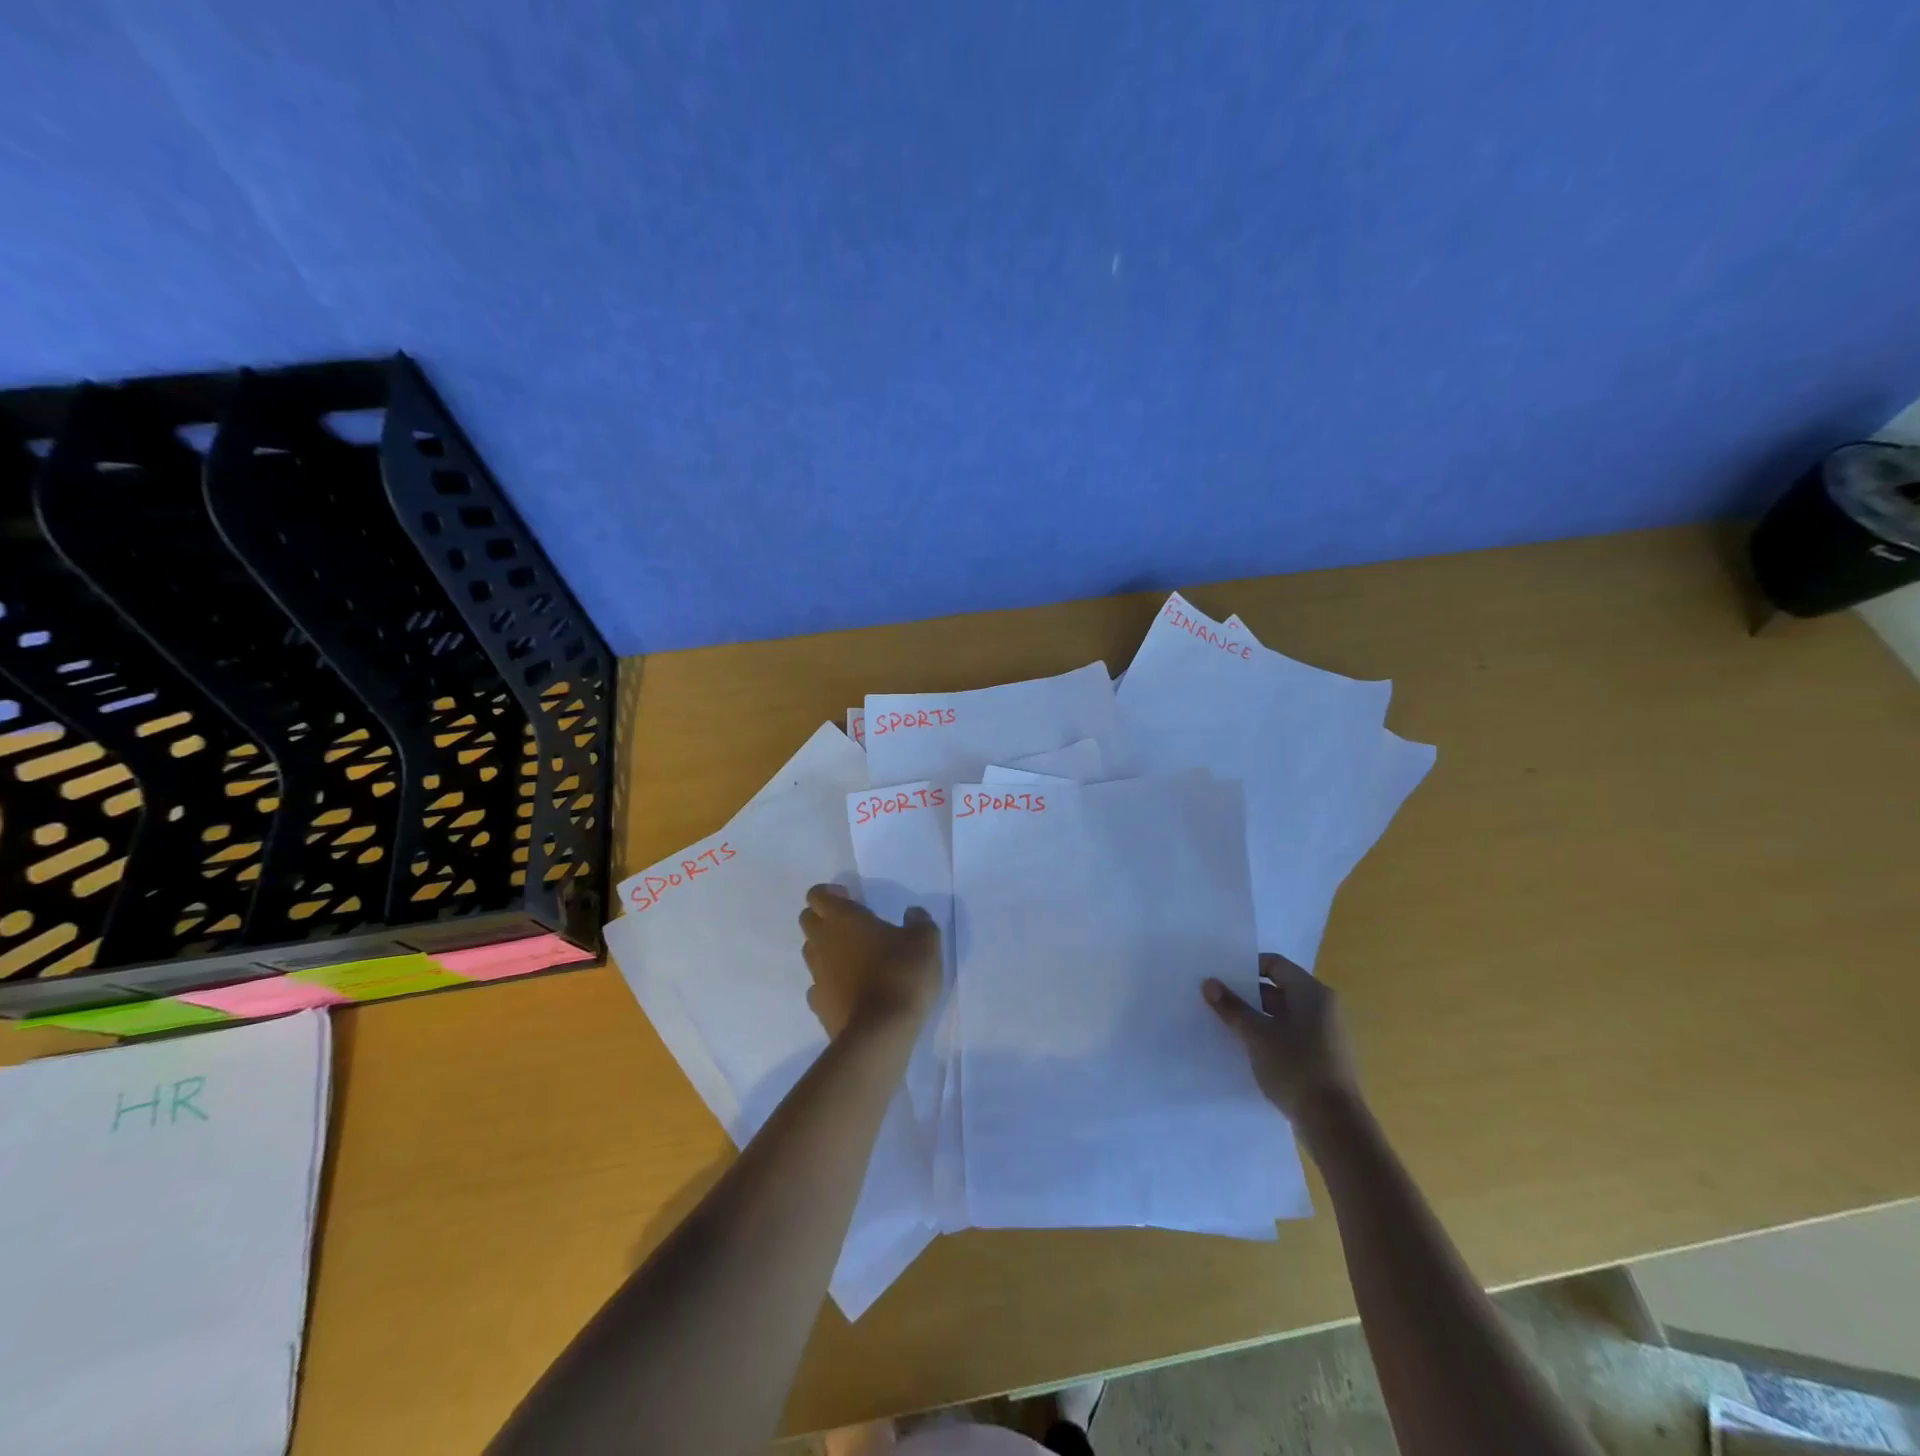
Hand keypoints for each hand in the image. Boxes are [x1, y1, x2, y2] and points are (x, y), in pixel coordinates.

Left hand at [799, 884, 941, 1036]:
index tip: (853, 899)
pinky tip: (851, 990)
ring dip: (827, 950)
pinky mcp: (818, 1005)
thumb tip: (913, 913)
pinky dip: (830, 983)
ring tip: (855, 959)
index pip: (817, 894)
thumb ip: (919, 921)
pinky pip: (818, 986)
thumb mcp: (925, 941)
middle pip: (808, 920)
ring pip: (811, 952)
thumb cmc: (902, 974)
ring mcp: (817, 976)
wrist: (881, 1033)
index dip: (831, 893)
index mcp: (842, 918)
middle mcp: (822, 942)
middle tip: (854, 927)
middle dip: (824, 918)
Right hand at [1204, 953, 1360, 1124]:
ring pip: (1285, 1014)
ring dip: (1258, 1017)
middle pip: (1280, 989)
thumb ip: (1232, 1007)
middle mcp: (1324, 1007)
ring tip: (1228, 1025)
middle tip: (1218, 1000)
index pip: (1275, 964)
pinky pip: (1292, 1035)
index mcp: (1312, 993)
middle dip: (1248, 994)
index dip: (1247, 967)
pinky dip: (1271, 1036)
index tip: (1222, 977)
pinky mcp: (1324, 1057)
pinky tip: (1249, 1049)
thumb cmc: (1296, 1067)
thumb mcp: (1256, 1035)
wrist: (1334, 1125)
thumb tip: (1209, 982)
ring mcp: (1326, 1034)